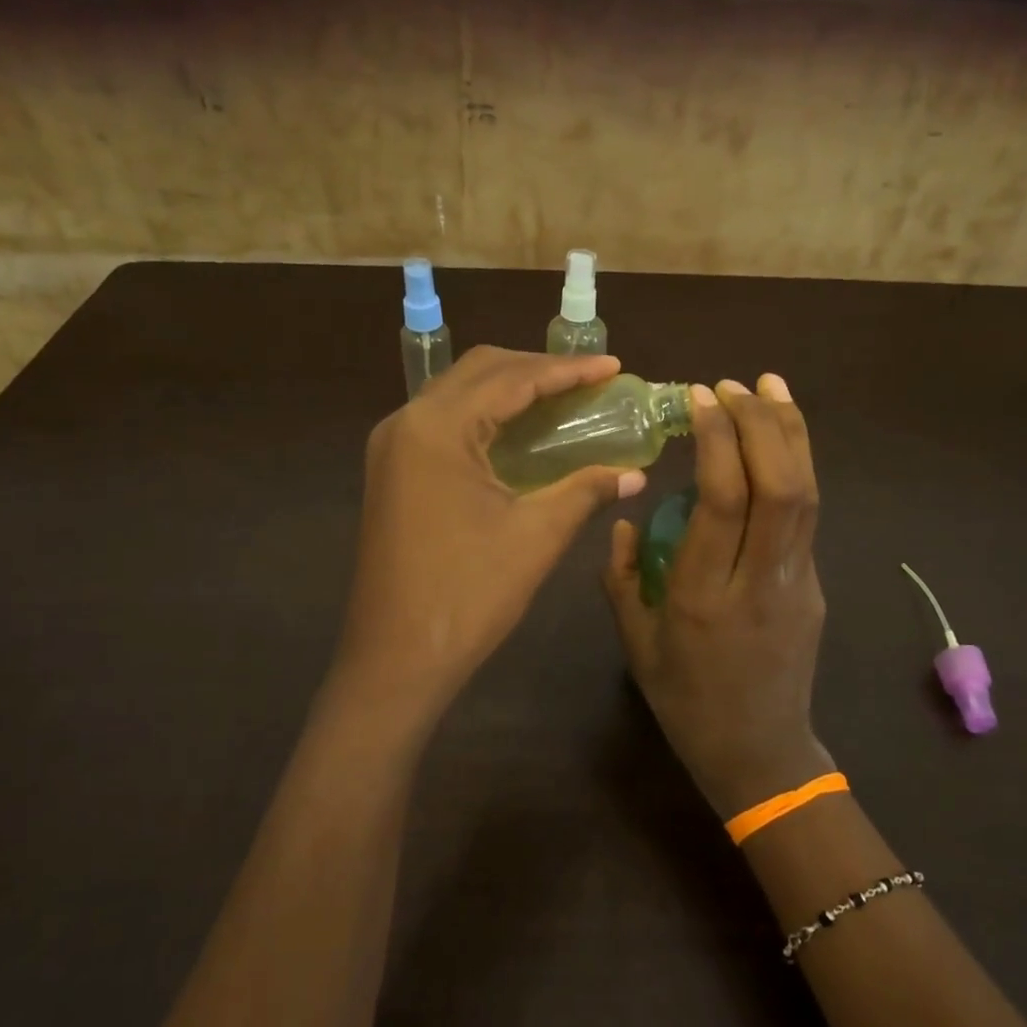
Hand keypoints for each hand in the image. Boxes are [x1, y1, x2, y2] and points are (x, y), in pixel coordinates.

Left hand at [334, 346, 645, 716]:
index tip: (613, 368)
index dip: (566, 370)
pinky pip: (443, 425)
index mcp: (436, 428)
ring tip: (561, 400)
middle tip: (588, 382)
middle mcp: (406, 423)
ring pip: (457, 395)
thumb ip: (585, 491)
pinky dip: (485, 418)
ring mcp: (392, 449)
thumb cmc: (468, 595)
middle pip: (478, 372)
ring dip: (509, 390)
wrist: (396, 658)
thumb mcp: (536, 536)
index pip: (510, 378)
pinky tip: (518, 435)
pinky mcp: (391, 473)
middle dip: (536, 370)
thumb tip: (634, 474)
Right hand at [603, 374, 833, 818]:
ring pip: (807, 494)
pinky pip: (808, 515)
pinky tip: (781, 440)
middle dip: (761, 423)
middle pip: (780, 486)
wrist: (759, 752)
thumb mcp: (635, 644)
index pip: (724, 501)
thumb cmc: (686, 701)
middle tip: (734, 384)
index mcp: (704, 597)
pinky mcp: (815, 587)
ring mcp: (798, 583)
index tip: (701, 399)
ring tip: (769, 386)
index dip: (718, 441)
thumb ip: (622, 577)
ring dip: (790, 433)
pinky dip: (798, 466)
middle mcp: (759, 581)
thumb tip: (623, 519)